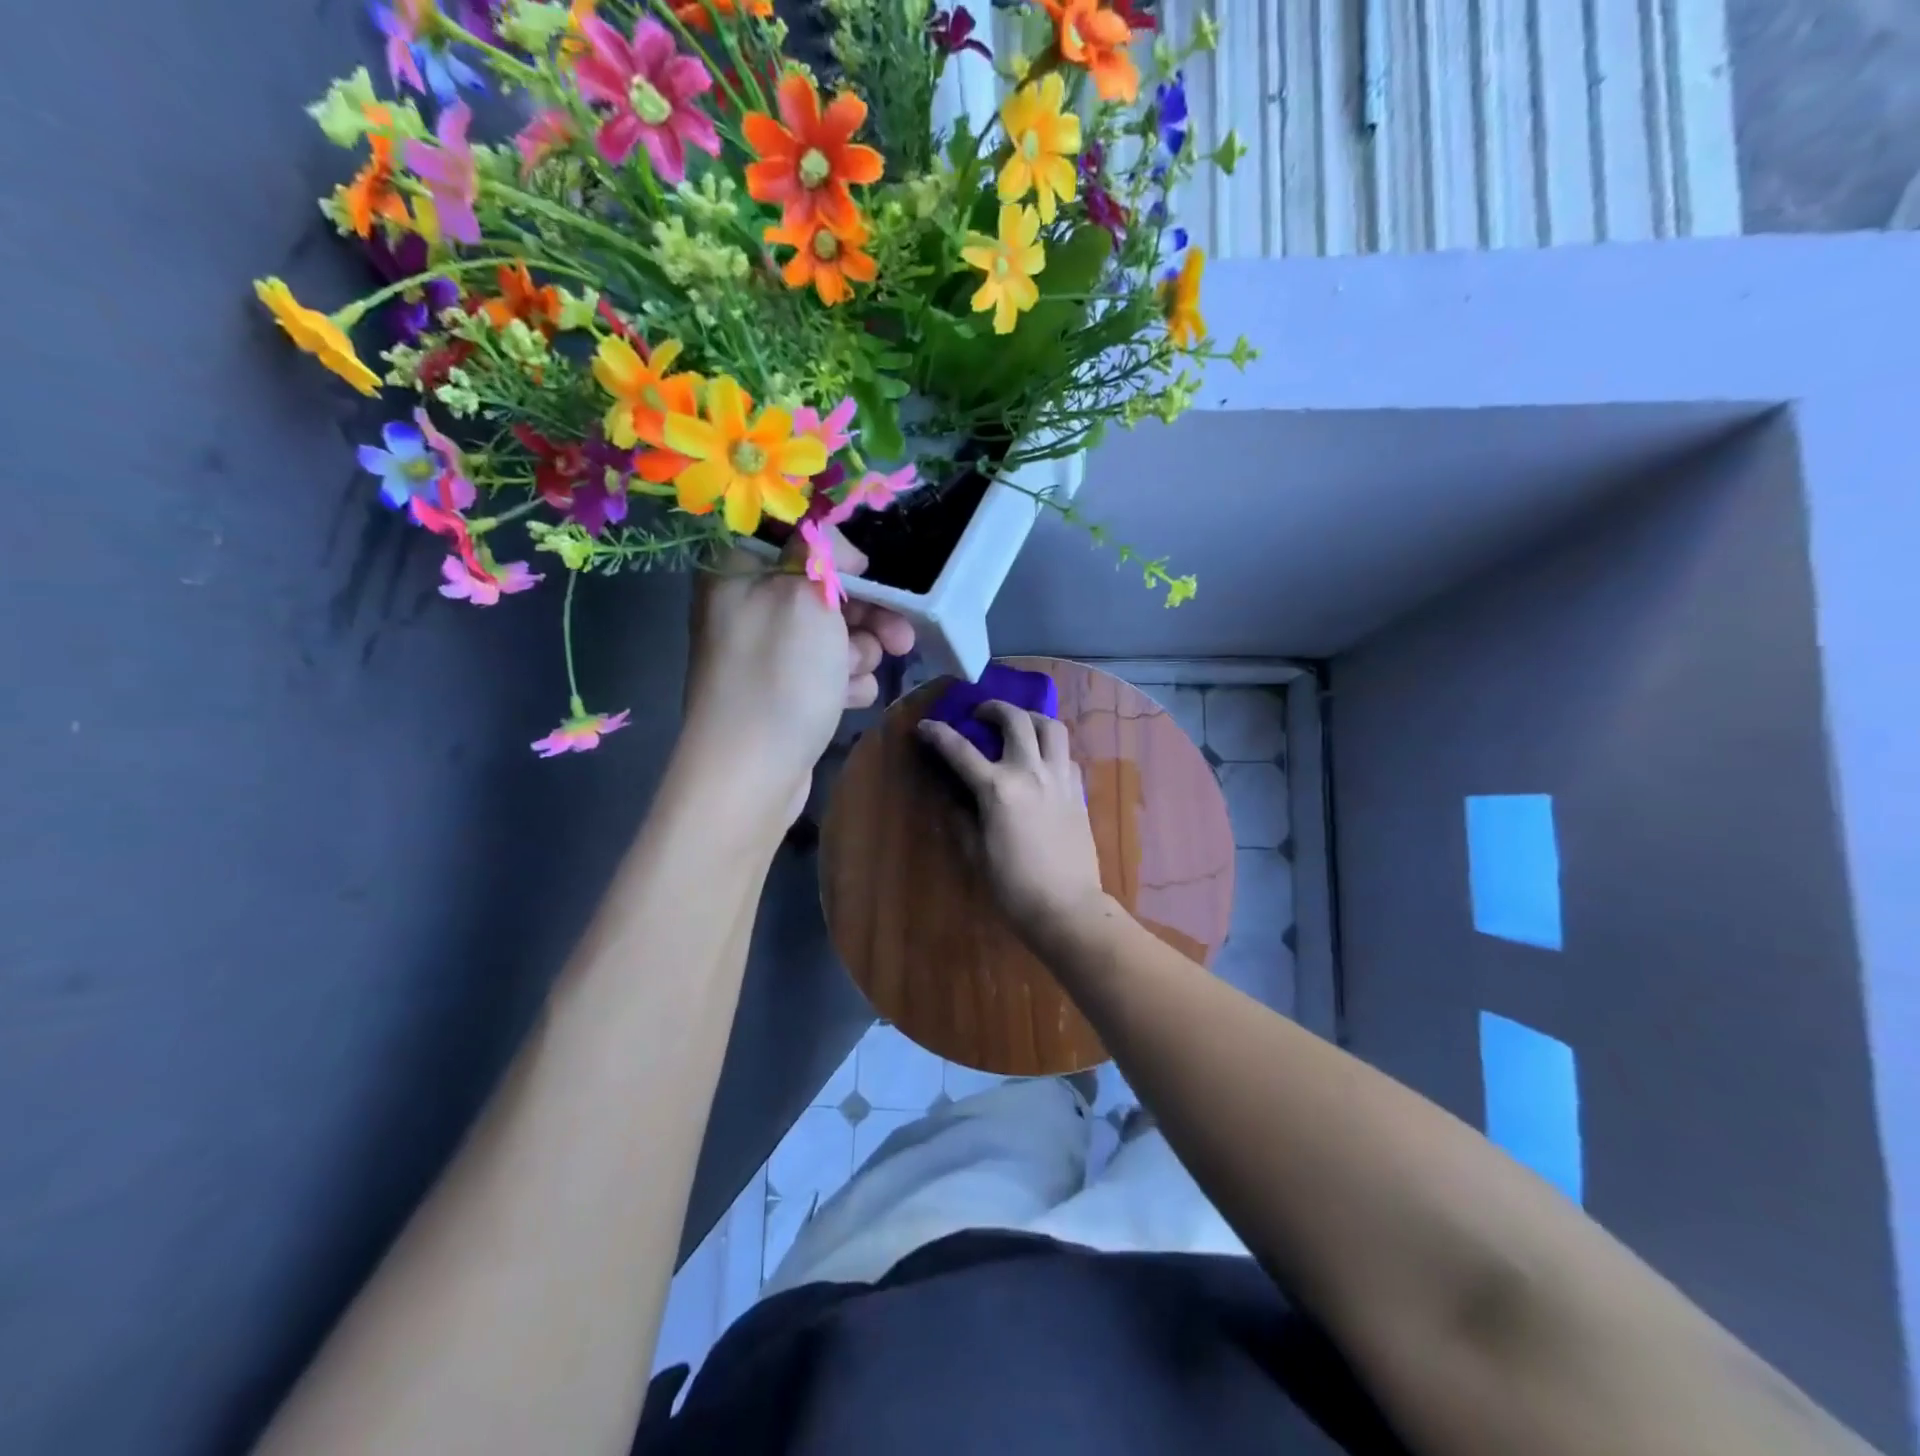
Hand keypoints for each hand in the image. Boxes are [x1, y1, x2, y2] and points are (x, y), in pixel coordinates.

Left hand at [682, 531, 913, 823]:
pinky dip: (845, 682)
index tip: (867, 574)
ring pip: (833, 633)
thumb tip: (839, 549)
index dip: (836, 552)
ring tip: (854, 676)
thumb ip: (824, 555)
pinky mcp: (783, 691)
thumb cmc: (778, 678)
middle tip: (899, 637)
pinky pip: (827, 670)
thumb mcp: (803, 598)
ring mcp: (765, 654)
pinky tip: (848, 699)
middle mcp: (748, 607)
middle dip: (866, 614)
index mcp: (738, 572)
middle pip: (823, 590)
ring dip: (858, 652)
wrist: (750, 775)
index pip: (794, 538)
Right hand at [917, 701, 1108, 950]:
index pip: (961, 750)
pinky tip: (1041, 762)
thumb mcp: (976, 852)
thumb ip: (963, 818)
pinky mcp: (1078, 791)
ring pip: (1051, 726)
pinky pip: (1065, 754)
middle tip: (980, 714)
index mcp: (998, 789)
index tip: (925, 726)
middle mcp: (1030, 772)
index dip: (939, 734)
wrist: (1067, 906)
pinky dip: (1051, 748)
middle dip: (993, 708)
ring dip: (1030, 718)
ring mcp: (1060, 778)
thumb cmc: (1013, 886)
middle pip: (1016, 720)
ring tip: (1018, 725)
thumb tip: (956, 797)